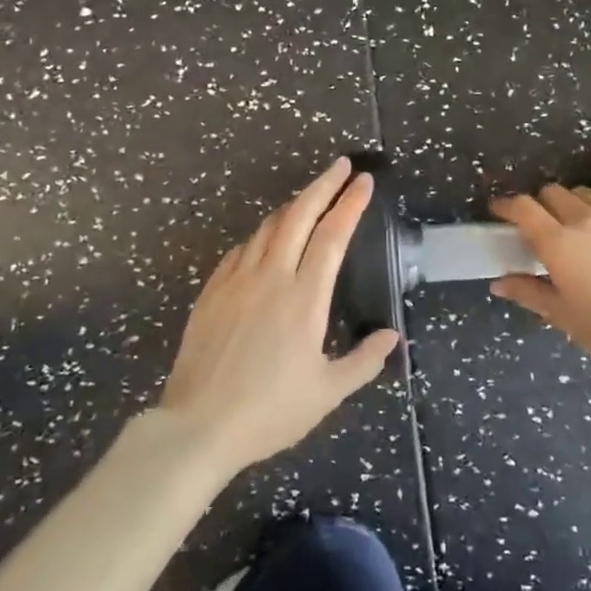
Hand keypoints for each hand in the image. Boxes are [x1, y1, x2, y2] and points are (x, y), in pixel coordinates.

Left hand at [158, 158, 399, 478]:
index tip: (363, 181)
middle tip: (341, 166)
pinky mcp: (211, 291)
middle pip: (299, 215)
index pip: (332, 236)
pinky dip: (259, 236)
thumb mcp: (327, 393)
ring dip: (292, 207)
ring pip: (267, 228)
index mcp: (304, 298)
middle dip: (323, 185)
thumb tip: (392, 337)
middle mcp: (271, 277)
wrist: (198, 425)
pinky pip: (240, 250)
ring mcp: (236, 280)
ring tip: (308, 199)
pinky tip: (263, 241)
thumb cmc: (269, 411)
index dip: (350, 204)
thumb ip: (363, 361)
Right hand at [488, 184, 590, 377]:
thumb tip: (499, 283)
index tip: (500, 210)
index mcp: (558, 241)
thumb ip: (527, 292)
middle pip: (553, 191)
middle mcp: (586, 218)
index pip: (523, 206)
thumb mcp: (561, 315)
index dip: (506, 205)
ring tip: (579, 225)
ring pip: (585, 192)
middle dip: (541, 204)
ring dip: (574, 204)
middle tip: (542, 225)